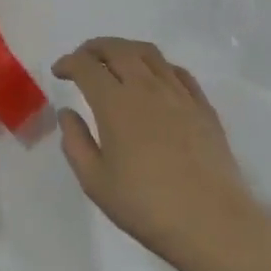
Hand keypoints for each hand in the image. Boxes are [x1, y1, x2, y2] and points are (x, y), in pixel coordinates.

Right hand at [54, 38, 270, 270]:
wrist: (211, 222)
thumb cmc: (145, 206)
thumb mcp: (95, 181)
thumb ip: (75, 142)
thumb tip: (67, 112)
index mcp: (115, 103)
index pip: (86, 66)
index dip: (69, 63)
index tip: (59, 71)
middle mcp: (146, 87)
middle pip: (117, 49)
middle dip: (94, 48)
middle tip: (82, 58)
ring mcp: (178, 93)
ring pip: (149, 54)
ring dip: (125, 49)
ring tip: (115, 60)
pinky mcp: (202, 106)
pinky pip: (177, 71)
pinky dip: (158, 66)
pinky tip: (155, 78)